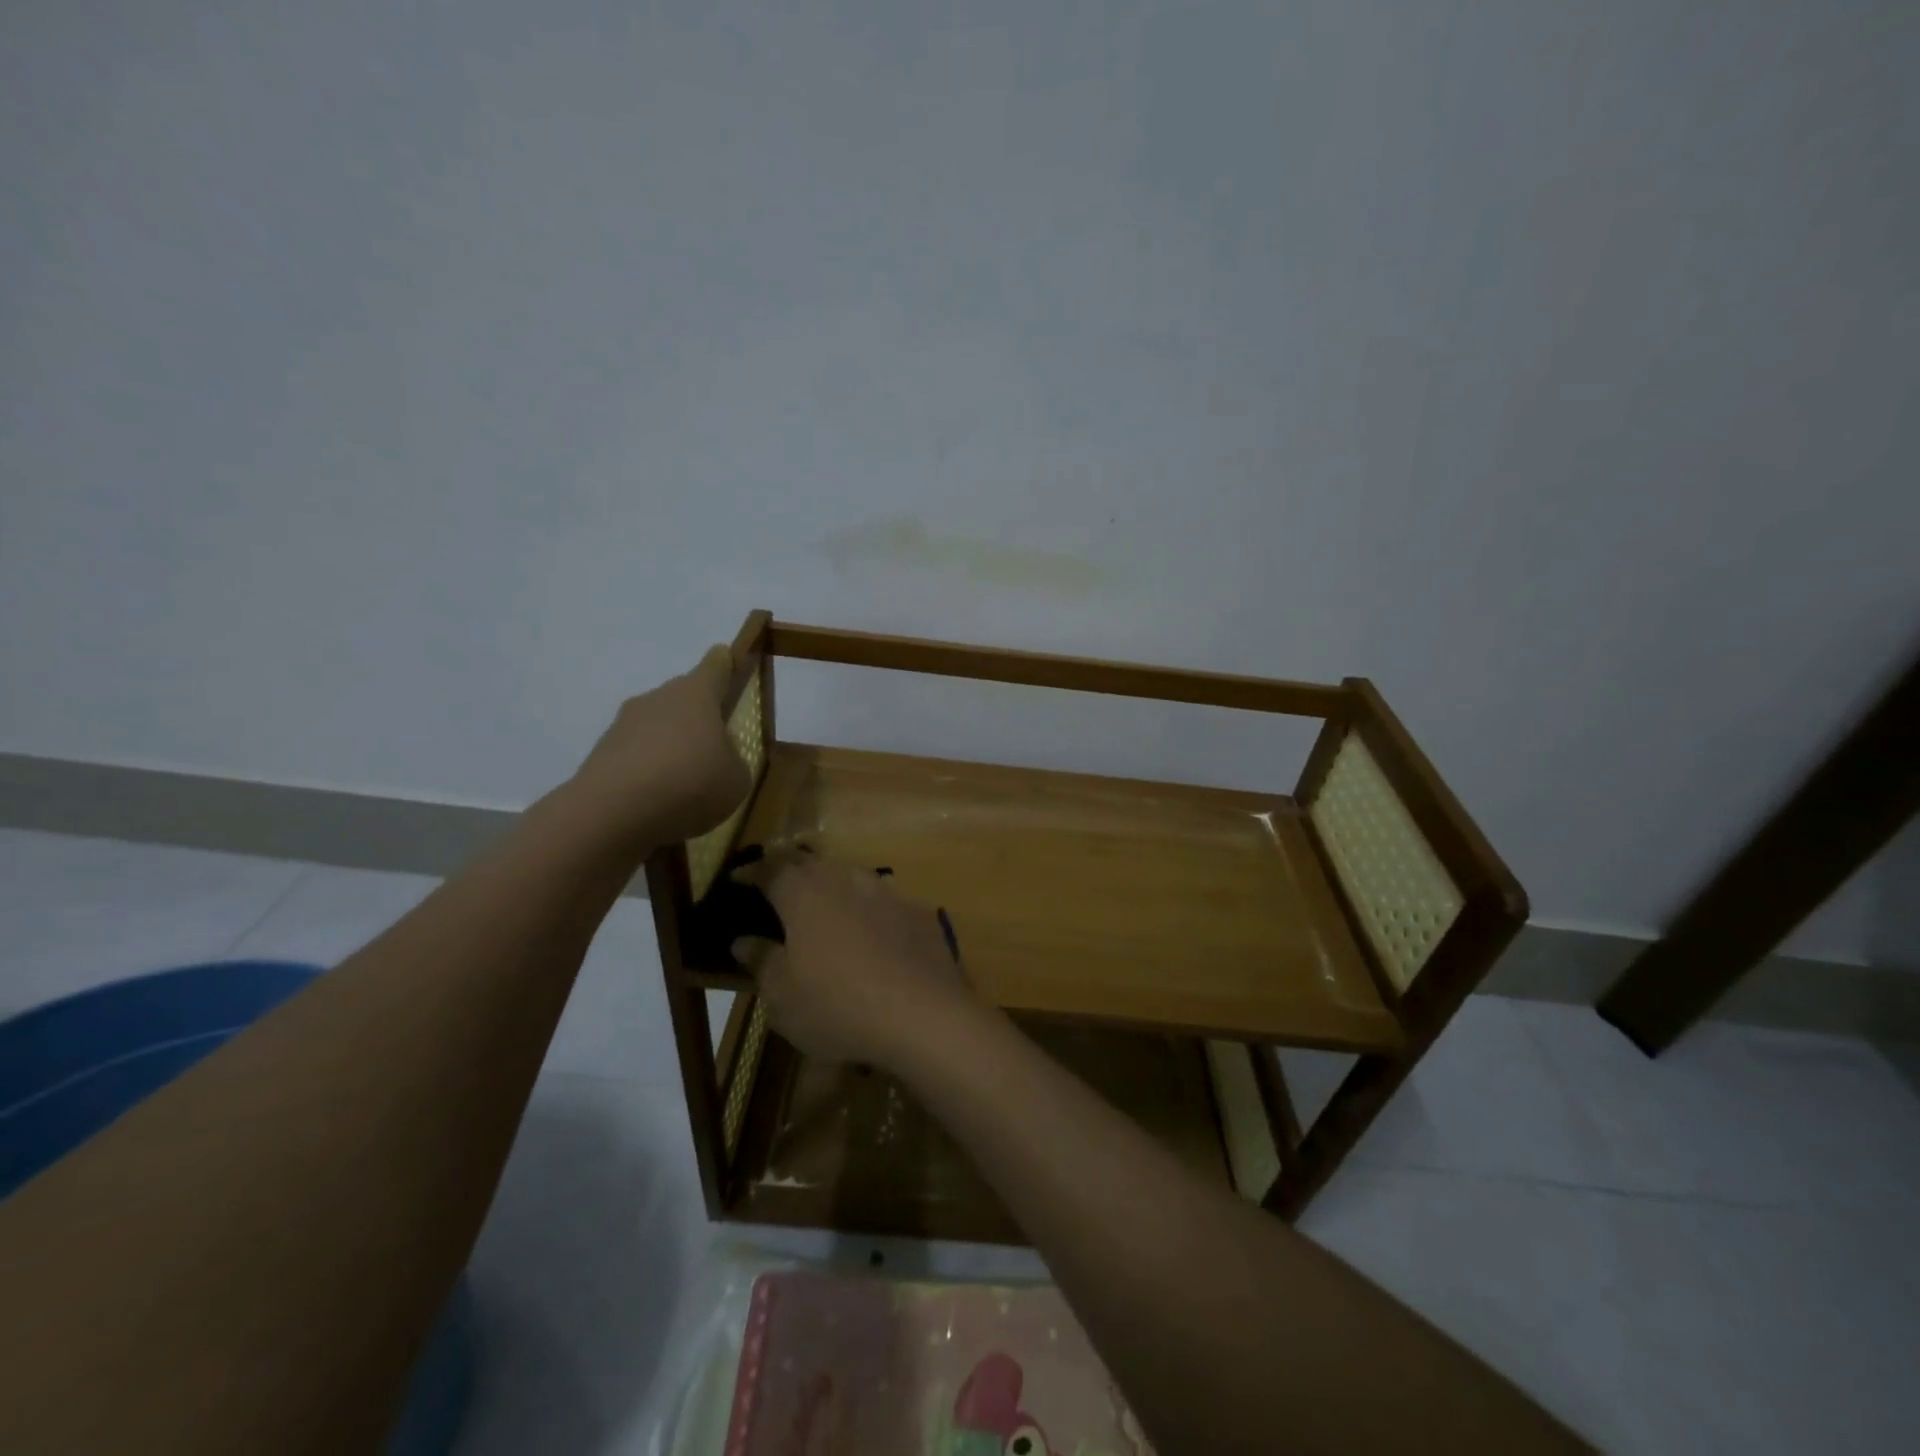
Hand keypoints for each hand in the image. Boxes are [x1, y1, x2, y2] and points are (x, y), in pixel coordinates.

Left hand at [566, 647, 752, 848]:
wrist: (611, 812)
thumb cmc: (690, 783)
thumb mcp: (736, 779)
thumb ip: (734, 761)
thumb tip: (720, 755)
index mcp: (697, 694)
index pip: (715, 665)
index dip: (725, 663)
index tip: (729, 661)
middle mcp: (658, 698)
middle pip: (684, 696)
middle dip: (699, 715)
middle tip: (715, 743)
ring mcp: (625, 724)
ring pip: (657, 726)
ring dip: (671, 744)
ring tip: (686, 781)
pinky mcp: (602, 752)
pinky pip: (636, 754)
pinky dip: (648, 770)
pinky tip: (659, 799)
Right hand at [743, 856, 986, 1073]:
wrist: (923, 1014)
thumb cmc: (837, 1005)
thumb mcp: (782, 995)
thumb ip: (760, 960)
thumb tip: (742, 940)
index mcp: (804, 893)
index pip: (770, 868)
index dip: (751, 872)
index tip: (738, 878)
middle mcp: (845, 878)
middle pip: (811, 863)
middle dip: (790, 870)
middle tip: (776, 886)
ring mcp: (887, 891)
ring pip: (850, 877)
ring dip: (831, 886)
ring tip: (822, 907)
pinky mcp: (917, 911)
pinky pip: (883, 902)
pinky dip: (867, 911)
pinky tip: (870, 934)